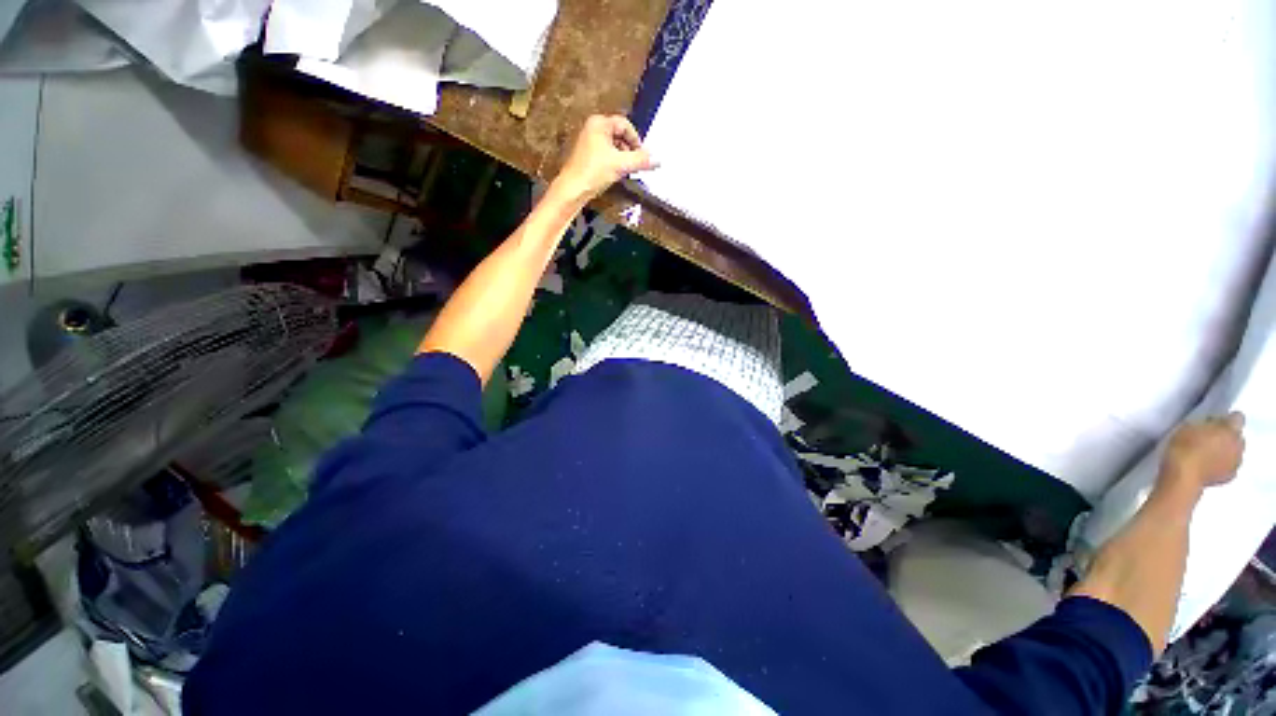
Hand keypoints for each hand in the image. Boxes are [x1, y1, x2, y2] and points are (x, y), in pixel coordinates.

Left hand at [553, 115, 656, 200]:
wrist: (572, 190)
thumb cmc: (594, 172)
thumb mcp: (621, 165)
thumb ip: (641, 161)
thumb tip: (658, 160)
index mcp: (600, 123)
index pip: (625, 125)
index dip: (636, 140)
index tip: (642, 156)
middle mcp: (593, 128)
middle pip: (619, 135)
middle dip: (630, 149)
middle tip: (635, 164)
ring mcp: (588, 142)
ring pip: (613, 146)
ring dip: (623, 158)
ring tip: (626, 171)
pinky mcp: (587, 156)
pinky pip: (606, 154)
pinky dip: (614, 162)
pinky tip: (615, 174)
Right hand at [1160, 412, 1245, 493]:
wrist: (1182, 476)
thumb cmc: (1183, 447)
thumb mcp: (1189, 426)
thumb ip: (1207, 424)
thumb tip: (1212, 424)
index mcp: (1231, 429)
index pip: (1237, 417)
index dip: (1226, 418)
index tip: (1213, 421)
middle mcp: (1239, 444)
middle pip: (1238, 436)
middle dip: (1228, 436)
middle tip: (1210, 438)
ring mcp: (1236, 462)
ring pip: (1235, 452)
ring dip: (1226, 450)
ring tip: (1208, 453)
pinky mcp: (1230, 476)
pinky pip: (1230, 466)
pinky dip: (1222, 464)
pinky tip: (1210, 465)